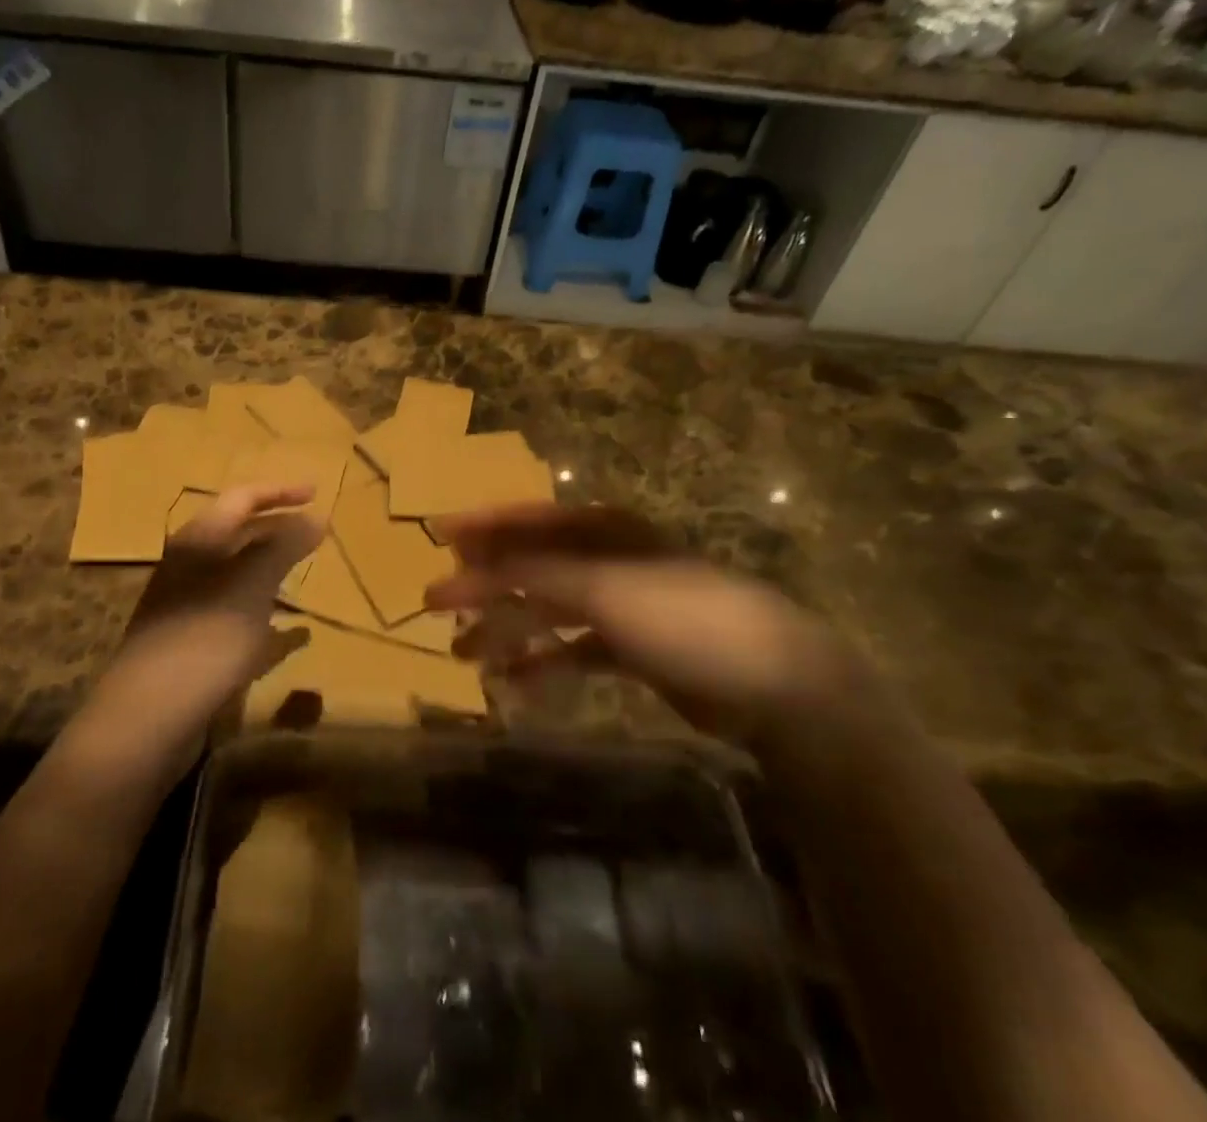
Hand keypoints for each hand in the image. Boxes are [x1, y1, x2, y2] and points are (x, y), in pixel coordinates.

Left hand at [70, 483, 323, 779]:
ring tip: (306, 574)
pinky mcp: (191, 643)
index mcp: (199, 541)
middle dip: (278, 527)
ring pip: (237, 574)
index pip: (242, 498)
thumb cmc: (205, 638)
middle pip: (239, 533)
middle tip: (316, 530)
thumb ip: (285, 547)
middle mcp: (190, 566)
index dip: (280, 491)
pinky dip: (266, 615)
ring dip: (272, 569)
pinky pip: (237, 615)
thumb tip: (317, 517)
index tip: (317, 492)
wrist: (147, 718)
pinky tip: (293, 634)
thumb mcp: (252, 585)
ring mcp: (188, 606)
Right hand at [426, 504, 875, 750]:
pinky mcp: (632, 649)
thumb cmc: (681, 616)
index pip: (528, 522)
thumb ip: (532, 574)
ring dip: (506, 630)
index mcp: (601, 530)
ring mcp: (620, 605)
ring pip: (547, 613)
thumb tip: (469, 564)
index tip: (437, 538)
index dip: (481, 529)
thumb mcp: (602, 587)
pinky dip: (543, 664)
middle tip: (435, 605)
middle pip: (531, 568)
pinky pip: (573, 651)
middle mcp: (607, 560)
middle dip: (484, 586)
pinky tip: (514, 684)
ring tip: (463, 655)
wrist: (771, 681)